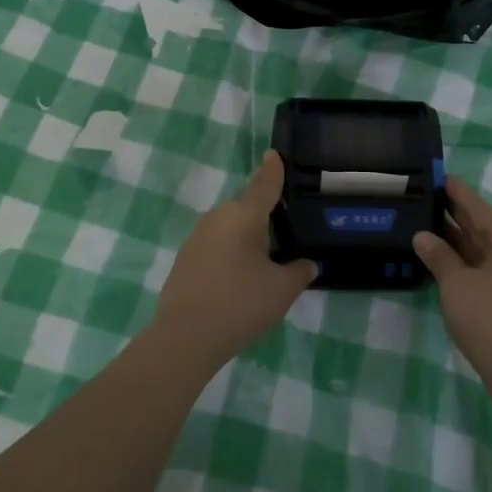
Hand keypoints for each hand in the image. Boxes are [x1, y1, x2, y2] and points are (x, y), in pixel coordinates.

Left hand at [151, 152, 315, 373]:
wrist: (185, 337)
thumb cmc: (241, 304)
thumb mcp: (282, 290)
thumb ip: (299, 272)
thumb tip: (307, 264)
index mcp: (244, 215)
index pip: (264, 184)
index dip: (272, 169)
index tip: (274, 154)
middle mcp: (218, 217)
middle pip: (246, 208)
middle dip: (263, 215)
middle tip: (283, 230)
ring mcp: (196, 237)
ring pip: (229, 228)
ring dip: (244, 238)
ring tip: (262, 260)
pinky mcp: (184, 259)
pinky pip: (214, 246)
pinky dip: (228, 254)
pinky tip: (237, 279)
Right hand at [413, 176, 491, 378]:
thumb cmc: (490, 318)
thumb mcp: (457, 284)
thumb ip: (439, 257)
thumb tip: (422, 236)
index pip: (479, 207)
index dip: (457, 193)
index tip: (439, 177)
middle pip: (483, 228)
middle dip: (456, 216)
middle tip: (426, 200)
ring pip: (484, 251)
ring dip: (458, 242)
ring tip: (427, 227)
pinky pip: (486, 270)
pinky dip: (465, 263)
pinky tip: (444, 262)